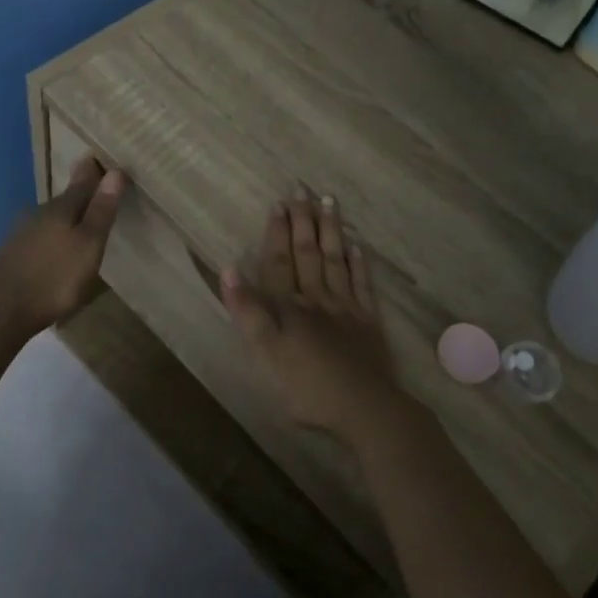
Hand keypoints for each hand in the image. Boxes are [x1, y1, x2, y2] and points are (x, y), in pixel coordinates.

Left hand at [0, 155, 125, 338]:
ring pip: (51, 218)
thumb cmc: (54, 278)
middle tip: (98, 187)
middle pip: (66, 199)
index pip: (83, 182)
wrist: (0, 310)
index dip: (95, 172)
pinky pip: (40, 236)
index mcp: (62, 208)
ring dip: (67, 217)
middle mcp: (40, 214)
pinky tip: (56, 247)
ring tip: (82, 219)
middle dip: (82, 193)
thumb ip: (101, 210)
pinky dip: (53, 236)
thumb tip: (115, 171)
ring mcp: (22, 234)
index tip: (101, 157)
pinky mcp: (12, 254)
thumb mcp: (88, 245)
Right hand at [220, 195, 404, 442]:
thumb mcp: (266, 354)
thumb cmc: (308, 387)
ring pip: (335, 261)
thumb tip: (229, 269)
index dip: (277, 234)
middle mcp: (317, 299)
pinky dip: (358, 263)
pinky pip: (362, 284)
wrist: (365, 408)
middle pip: (308, 254)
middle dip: (302, 221)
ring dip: (330, 230)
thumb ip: (248, 312)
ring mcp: (346, 308)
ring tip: (328, 202)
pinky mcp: (369, 321)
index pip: (279, 263)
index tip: (279, 204)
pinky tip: (356, 245)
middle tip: (301, 189)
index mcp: (289, 307)